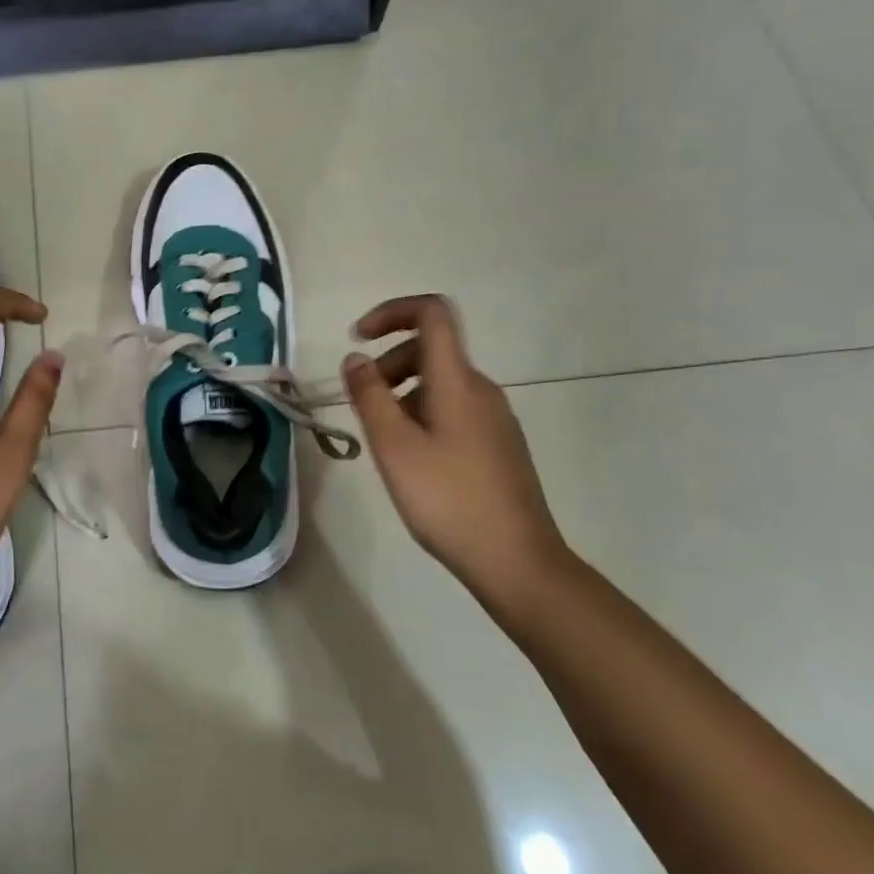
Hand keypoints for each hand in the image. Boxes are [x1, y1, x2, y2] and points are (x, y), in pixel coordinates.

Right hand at [340, 295, 566, 606]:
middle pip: (430, 349)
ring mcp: (494, 418)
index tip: (358, 339)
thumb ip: (369, 396)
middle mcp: (481, 389)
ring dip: (402, 393)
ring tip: (383, 441)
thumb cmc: (448, 500)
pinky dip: (421, 415)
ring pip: (439, 383)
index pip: (432, 313)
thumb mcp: (394, 447)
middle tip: (362, 406)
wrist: (518, 562)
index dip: (392, 311)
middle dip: (388, 363)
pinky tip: (412, 461)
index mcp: (457, 381)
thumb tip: (356, 357)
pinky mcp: (497, 444)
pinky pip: (452, 409)